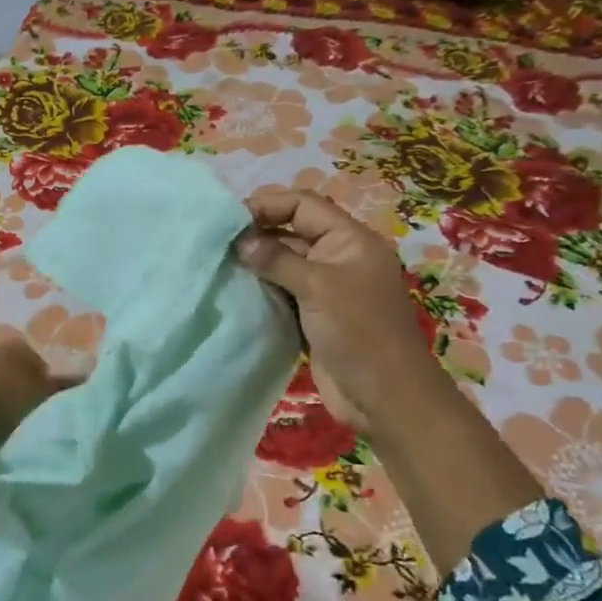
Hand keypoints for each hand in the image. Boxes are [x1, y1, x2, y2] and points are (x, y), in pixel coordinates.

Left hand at [0, 335, 78, 475]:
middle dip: (28, 397)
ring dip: (4, 407)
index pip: (47, 369)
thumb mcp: (35, 398)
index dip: (53, 393)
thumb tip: (85, 376)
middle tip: (33, 425)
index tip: (54, 416)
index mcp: (19, 348)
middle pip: (22, 377)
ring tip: (8, 434)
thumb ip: (61, 387)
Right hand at [237, 187, 542, 573]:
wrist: (384, 395)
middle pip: (293, 231)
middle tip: (217, 244)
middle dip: (258, 234)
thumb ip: (277, 259)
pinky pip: (284, 292)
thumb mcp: (318, 287)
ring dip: (257, 263)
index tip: (229, 219)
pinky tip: (236, 291)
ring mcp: (328, 289)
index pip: (304, 205)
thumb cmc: (358, 332)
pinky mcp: (315, 316)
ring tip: (220, 265)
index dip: (268, 204)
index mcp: (351, 240)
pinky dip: (262, 289)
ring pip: (285, 263)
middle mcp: (340, 258)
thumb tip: (240, 241)